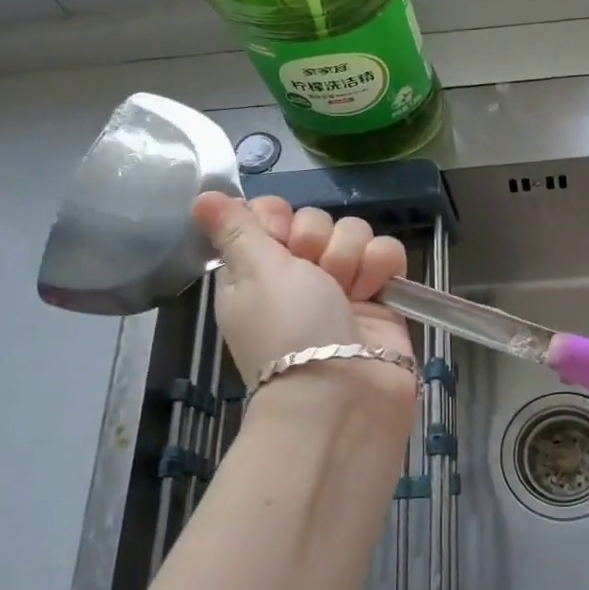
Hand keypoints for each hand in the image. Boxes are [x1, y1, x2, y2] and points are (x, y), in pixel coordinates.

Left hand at [192, 193, 416, 423]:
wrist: (343, 393)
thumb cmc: (289, 329)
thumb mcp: (254, 273)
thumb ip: (236, 229)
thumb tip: (200, 197)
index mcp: (257, 269)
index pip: (271, 213)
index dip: (277, 217)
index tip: (278, 237)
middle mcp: (299, 274)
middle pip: (317, 219)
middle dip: (318, 243)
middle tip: (314, 277)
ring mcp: (343, 285)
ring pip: (355, 232)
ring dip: (351, 258)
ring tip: (348, 293)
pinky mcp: (381, 295)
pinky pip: (388, 252)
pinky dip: (382, 266)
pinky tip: (375, 291)